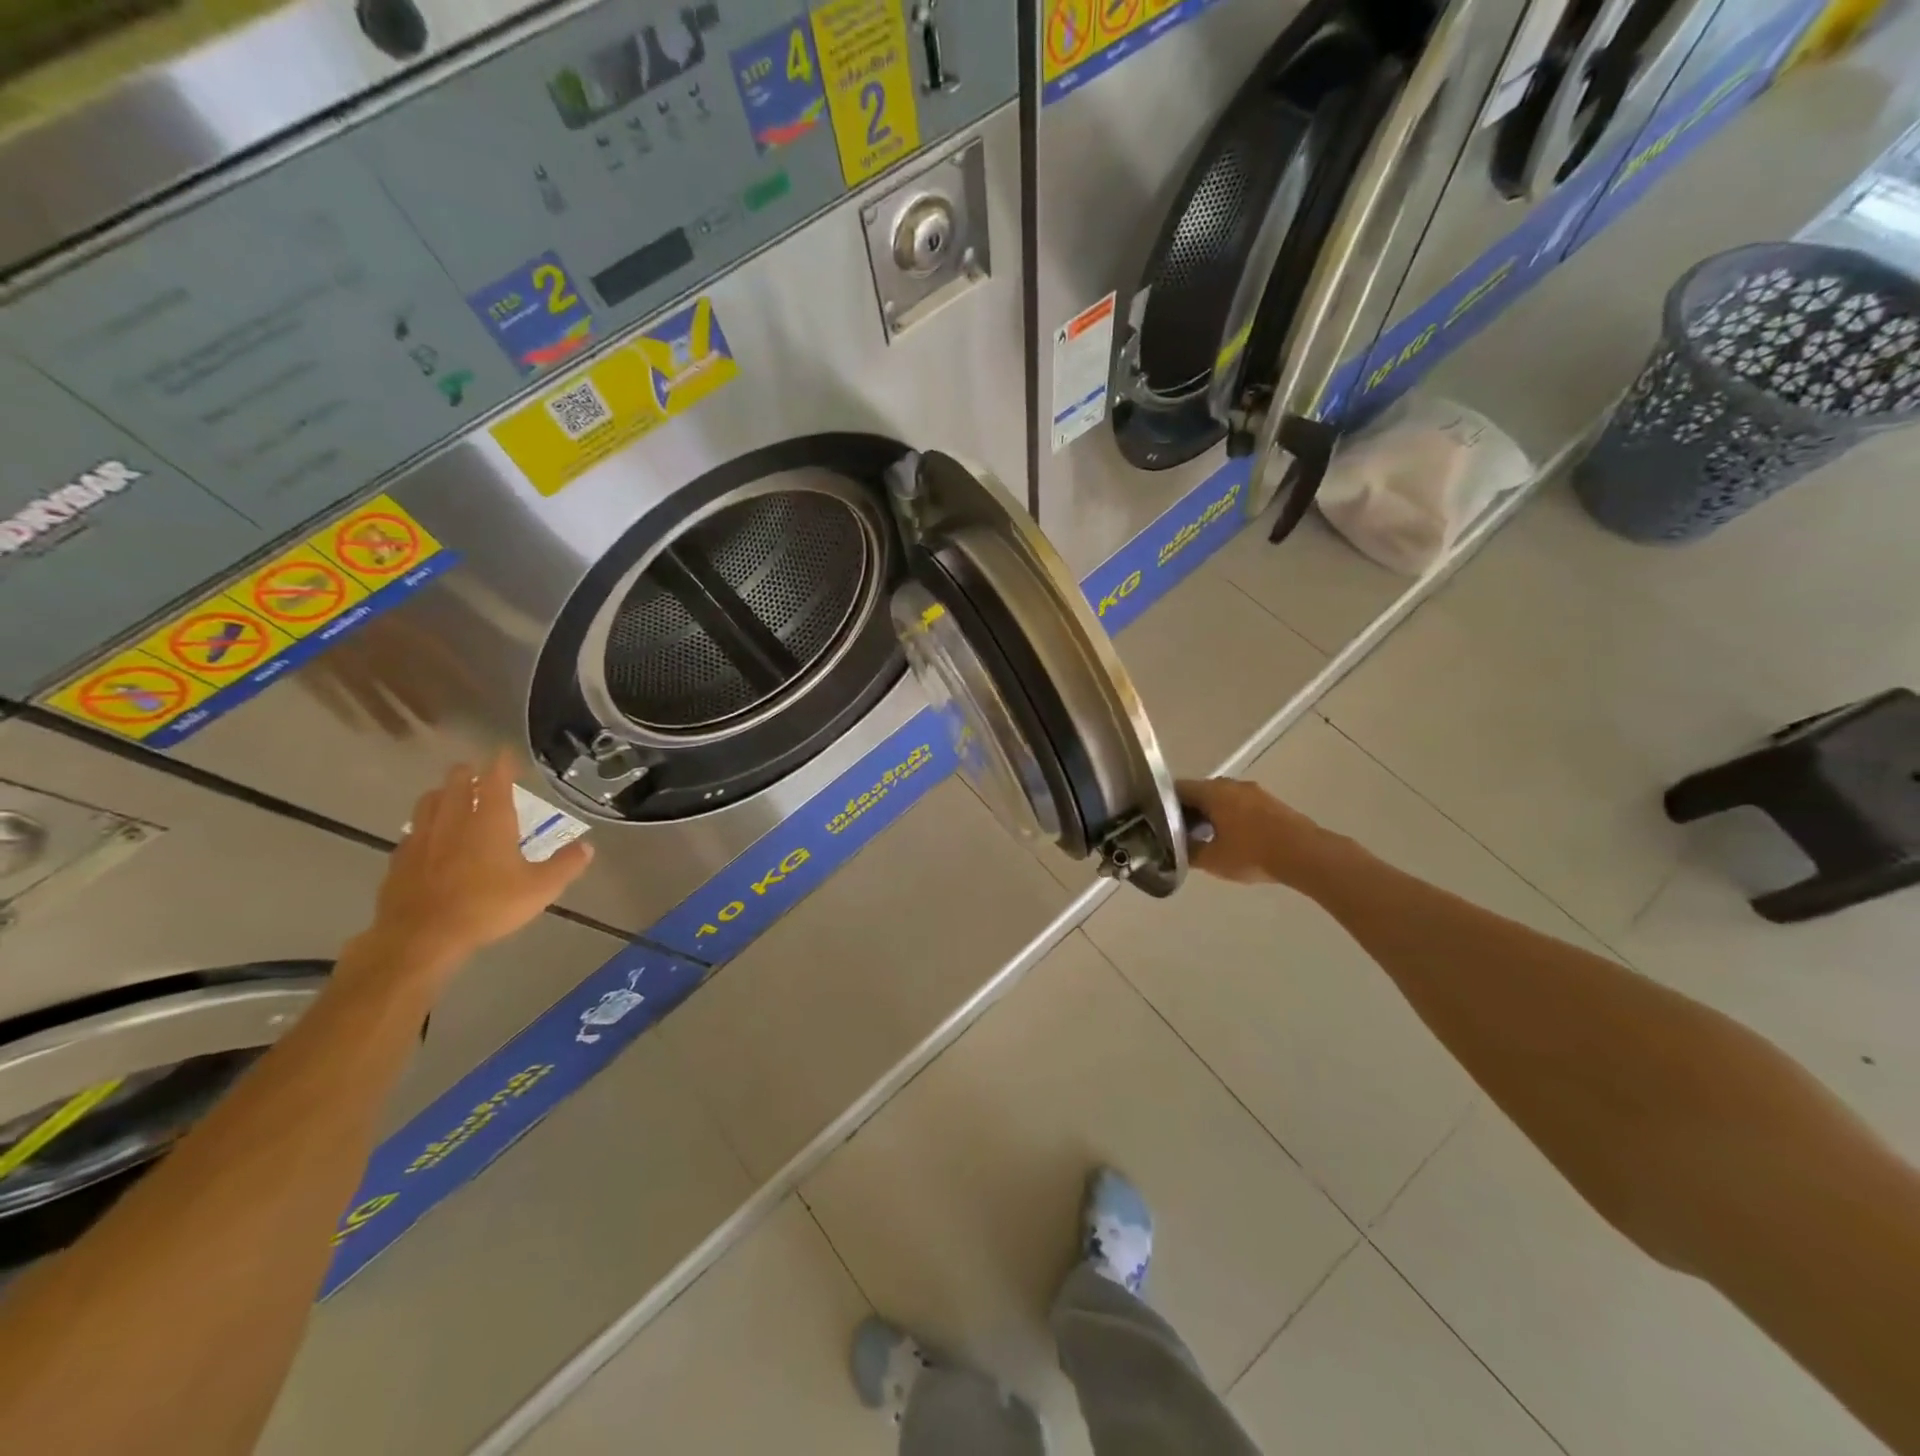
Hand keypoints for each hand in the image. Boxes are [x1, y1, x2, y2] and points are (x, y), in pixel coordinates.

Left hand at [365, 754, 593, 978]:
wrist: (421, 937)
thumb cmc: (488, 906)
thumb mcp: (540, 888)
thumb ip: (565, 865)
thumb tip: (588, 847)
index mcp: (490, 820)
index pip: (495, 779)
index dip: (502, 763)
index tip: (505, 752)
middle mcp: (454, 819)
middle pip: (456, 783)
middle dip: (468, 773)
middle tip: (479, 773)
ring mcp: (423, 837)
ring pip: (429, 801)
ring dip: (442, 793)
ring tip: (451, 796)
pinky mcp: (401, 859)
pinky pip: (413, 830)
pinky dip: (424, 824)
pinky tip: (428, 836)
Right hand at [1178, 777, 1327, 884]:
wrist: (1305, 854)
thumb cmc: (1252, 853)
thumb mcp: (1213, 860)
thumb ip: (1189, 853)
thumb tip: (1173, 850)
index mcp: (1212, 792)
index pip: (1177, 789)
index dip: (1163, 805)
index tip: (1157, 822)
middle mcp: (1230, 784)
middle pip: (1199, 792)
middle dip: (1188, 811)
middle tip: (1178, 834)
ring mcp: (1253, 791)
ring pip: (1221, 798)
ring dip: (1210, 814)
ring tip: (1204, 838)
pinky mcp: (1270, 802)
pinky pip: (1239, 804)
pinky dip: (1229, 817)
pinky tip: (1231, 838)